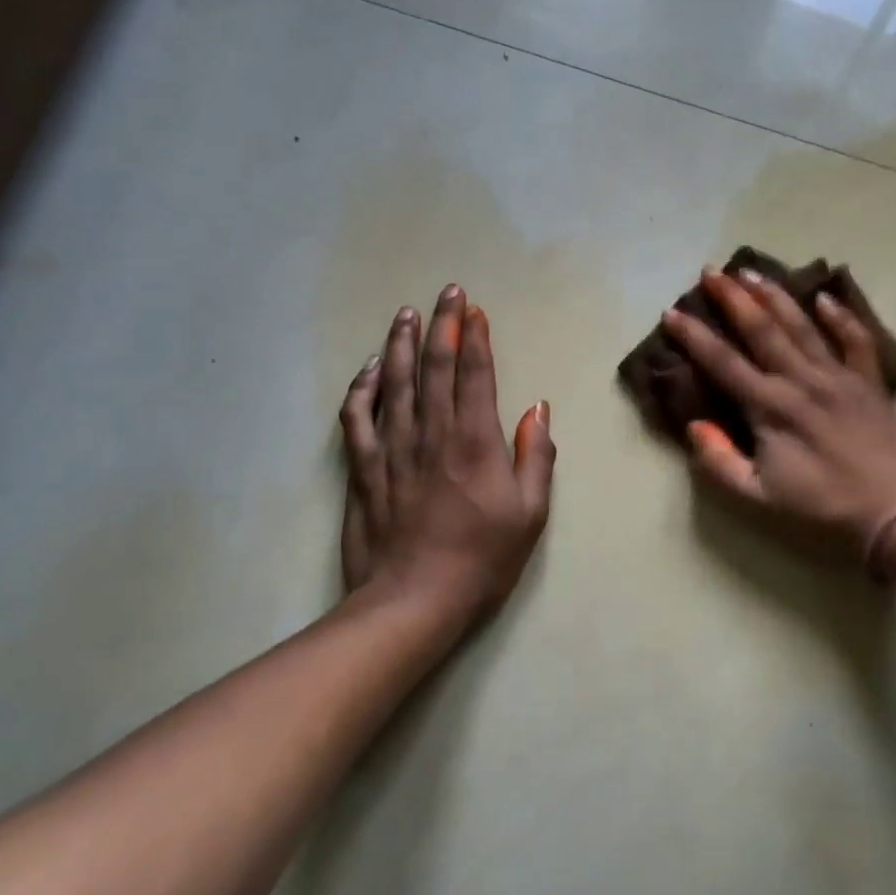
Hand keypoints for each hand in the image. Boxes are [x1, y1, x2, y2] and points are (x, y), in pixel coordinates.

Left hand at [340, 285, 554, 621]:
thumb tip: (538, 409)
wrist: (413, 601)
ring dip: (401, 344)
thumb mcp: (530, 515)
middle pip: (433, 367)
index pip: (473, 375)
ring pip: (394, 382)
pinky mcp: (363, 469)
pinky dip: (362, 388)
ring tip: (405, 314)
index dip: (474, 338)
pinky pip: (357, 417)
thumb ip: (536, 457)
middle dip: (441, 326)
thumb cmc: (482, 560)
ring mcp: (392, 449)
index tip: (473, 310)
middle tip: (446, 293)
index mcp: (475, 443)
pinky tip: (369, 369)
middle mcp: (431, 434)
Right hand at [661, 267, 895, 564]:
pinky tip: (825, 297)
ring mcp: (838, 375)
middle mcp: (801, 380)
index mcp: (770, 407)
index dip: (694, 336)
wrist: (894, 509)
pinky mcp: (868, 380)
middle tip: (711, 271)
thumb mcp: (758, 495)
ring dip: (774, 296)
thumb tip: (694, 425)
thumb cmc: (822, 505)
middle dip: (733, 298)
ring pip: (802, 325)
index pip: (723, 362)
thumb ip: (719, 461)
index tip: (672, 312)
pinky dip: (841, 316)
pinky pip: (855, 339)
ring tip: (751, 271)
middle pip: (761, 329)